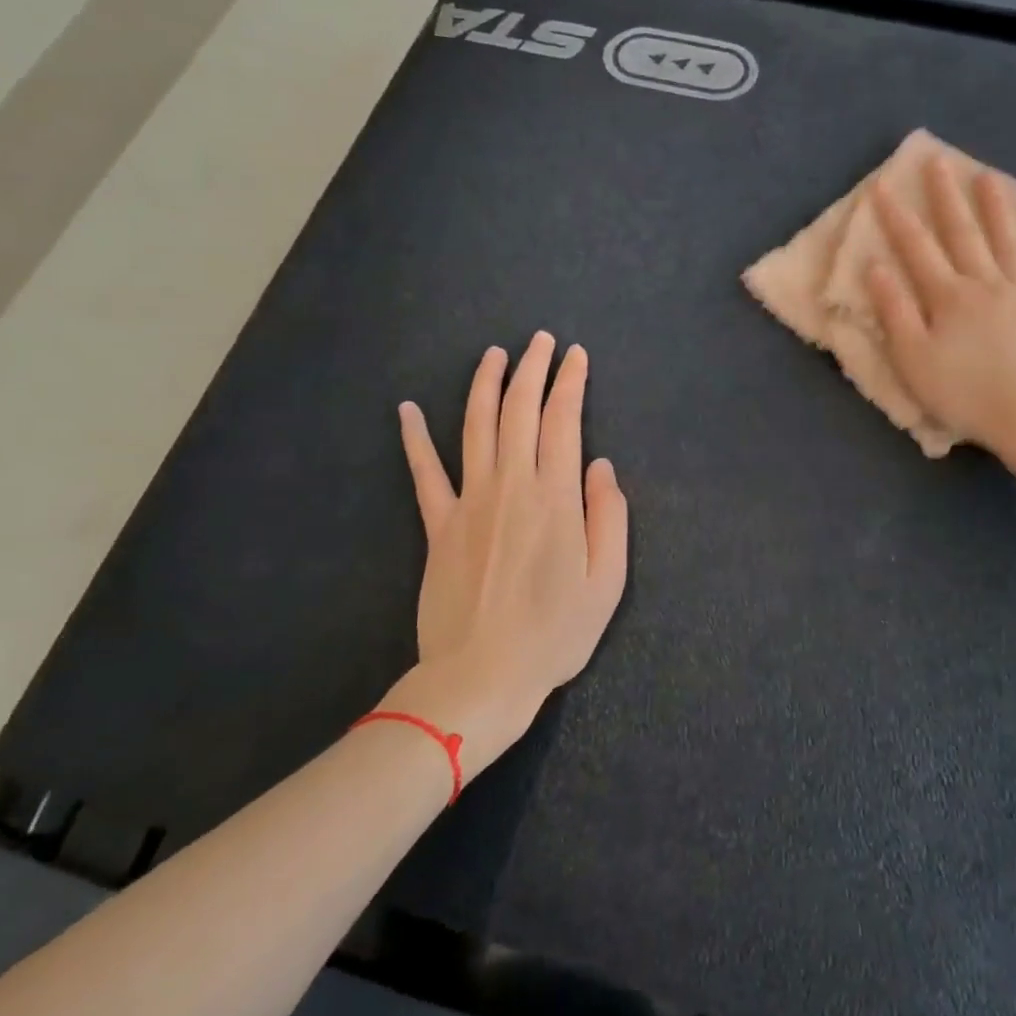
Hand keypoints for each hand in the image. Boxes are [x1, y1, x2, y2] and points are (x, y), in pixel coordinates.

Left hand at [388, 332, 628, 778]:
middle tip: (540, 340)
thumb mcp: (606, 581)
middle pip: (520, 411)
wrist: (481, 676)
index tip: (576, 356)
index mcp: (555, 497)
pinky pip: (424, 472)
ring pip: (477, 427)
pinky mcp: (438, 525)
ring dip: (485, 385)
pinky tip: (407, 409)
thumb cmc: (554, 633)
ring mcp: (468, 502)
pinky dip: (414, 438)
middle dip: (532, 369)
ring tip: (495, 354)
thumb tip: (599, 465)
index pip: (563, 421)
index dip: (570, 383)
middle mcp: (510, 486)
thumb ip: (609, 516)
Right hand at [866, 159, 1015, 488]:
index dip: (896, 217)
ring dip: (994, 205)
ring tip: (985, 175)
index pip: (916, 248)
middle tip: (936, 161)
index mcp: (949, 297)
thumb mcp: (915, 361)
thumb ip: (895, 313)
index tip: (882, 186)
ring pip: (1006, 239)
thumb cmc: (966, 395)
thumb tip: (876, 268)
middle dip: (945, 197)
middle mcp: (986, 282)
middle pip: (962, 232)